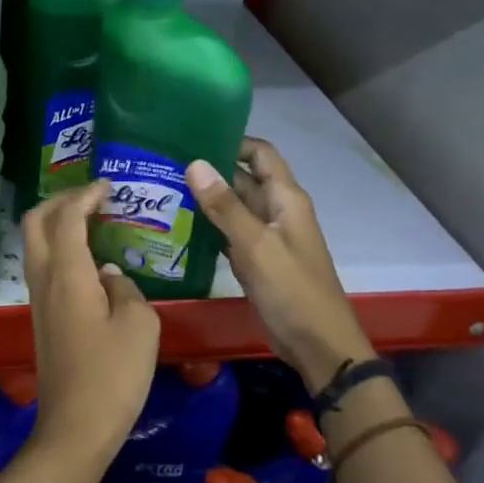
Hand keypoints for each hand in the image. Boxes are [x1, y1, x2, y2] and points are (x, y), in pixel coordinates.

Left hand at [21, 180, 160, 465]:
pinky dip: (61, 248)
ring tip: (94, 222)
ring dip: (58, 224)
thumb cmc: (113, 374)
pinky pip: (44, 267)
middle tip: (93, 198)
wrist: (75, 428)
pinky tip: (91, 261)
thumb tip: (111, 275)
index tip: (109, 186)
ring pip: (36, 244)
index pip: (67, 216)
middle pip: (36, 221)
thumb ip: (126, 288)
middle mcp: (44, 279)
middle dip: (61, 200)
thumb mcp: (140, 325)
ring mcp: (38, 299)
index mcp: (67, 273)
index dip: (86, 195)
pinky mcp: (42, 318)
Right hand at [187, 137, 374, 393]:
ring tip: (165, 190)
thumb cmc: (292, 289)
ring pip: (234, 207)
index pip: (260, 154)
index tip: (193, 137)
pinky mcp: (257, 260)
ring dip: (207, 199)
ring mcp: (267, 237)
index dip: (232, 141)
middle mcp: (277, 211)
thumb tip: (194, 163)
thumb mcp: (256, 245)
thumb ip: (225, 206)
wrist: (318, 345)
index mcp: (286, 199)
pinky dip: (210, 227)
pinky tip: (180, 226)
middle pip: (243, 178)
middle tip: (166, 164)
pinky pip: (230, 233)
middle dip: (210, 170)